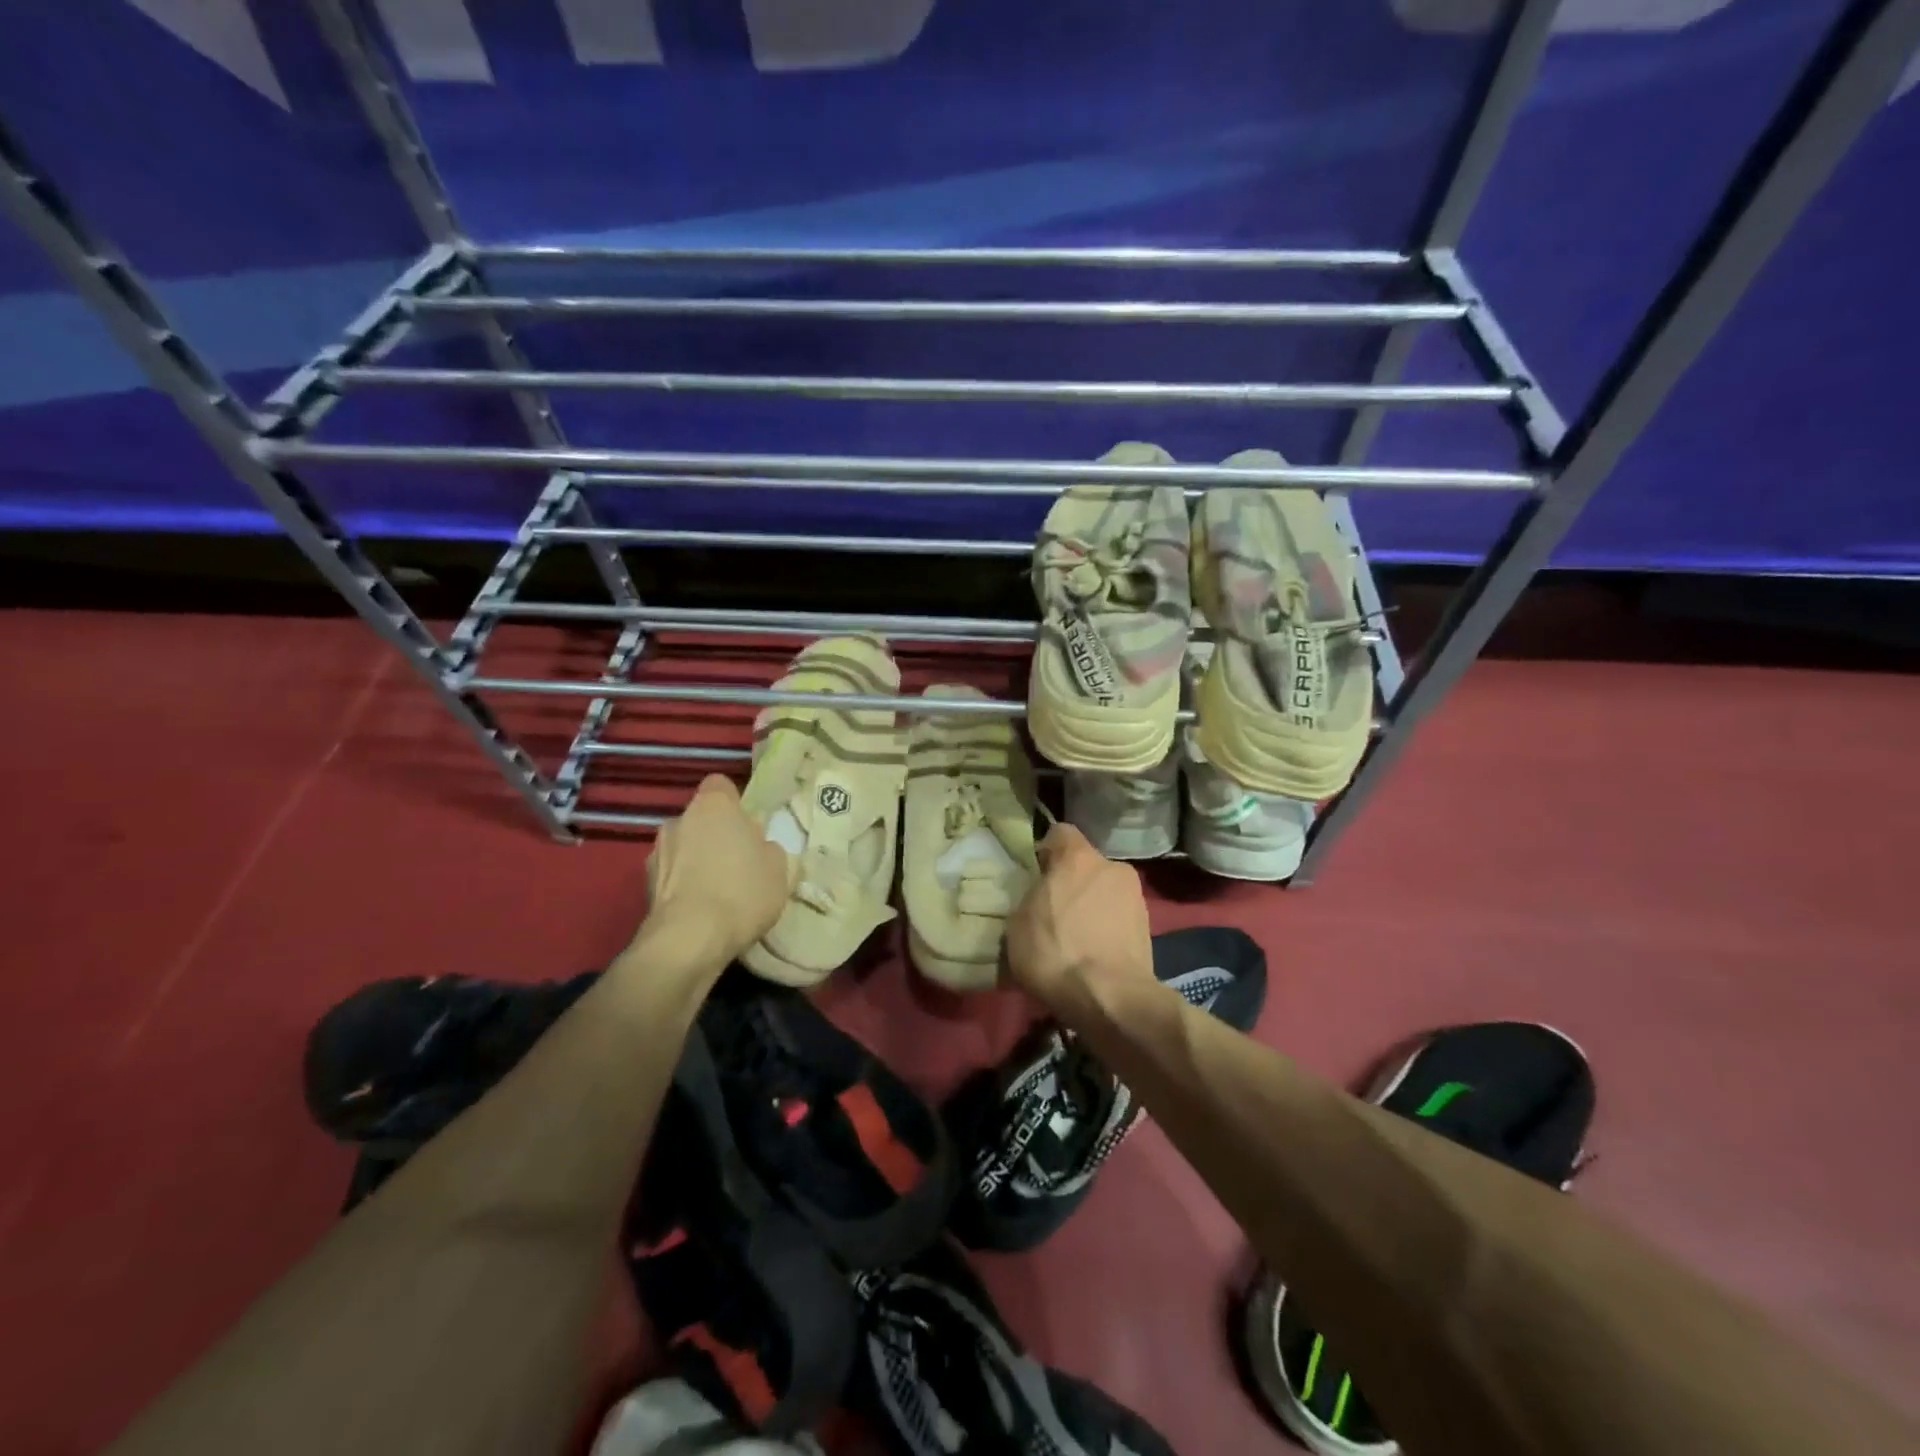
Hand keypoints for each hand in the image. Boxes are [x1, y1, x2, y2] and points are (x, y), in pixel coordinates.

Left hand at [641, 775, 790, 963]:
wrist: (689, 940)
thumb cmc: (742, 892)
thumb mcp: (779, 868)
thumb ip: (768, 848)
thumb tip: (758, 847)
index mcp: (713, 805)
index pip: (721, 785)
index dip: (735, 803)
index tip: (749, 826)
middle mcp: (679, 819)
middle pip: (701, 818)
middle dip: (715, 834)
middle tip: (738, 861)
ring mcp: (656, 851)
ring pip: (683, 846)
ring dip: (695, 860)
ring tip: (716, 891)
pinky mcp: (643, 885)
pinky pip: (671, 875)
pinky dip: (682, 885)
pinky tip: (700, 910)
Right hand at [1004, 823, 1155, 1022]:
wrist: (1110, 998)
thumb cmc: (1056, 951)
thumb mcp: (1018, 923)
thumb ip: (1030, 897)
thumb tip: (1038, 897)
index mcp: (1078, 856)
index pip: (1060, 833)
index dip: (1045, 850)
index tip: (1035, 874)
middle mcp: (1112, 866)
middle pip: (1086, 865)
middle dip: (1071, 882)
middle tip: (1052, 910)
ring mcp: (1136, 897)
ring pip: (1104, 892)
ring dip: (1091, 907)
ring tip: (1074, 939)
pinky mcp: (1148, 928)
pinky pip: (1118, 919)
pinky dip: (1106, 929)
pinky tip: (1092, 955)